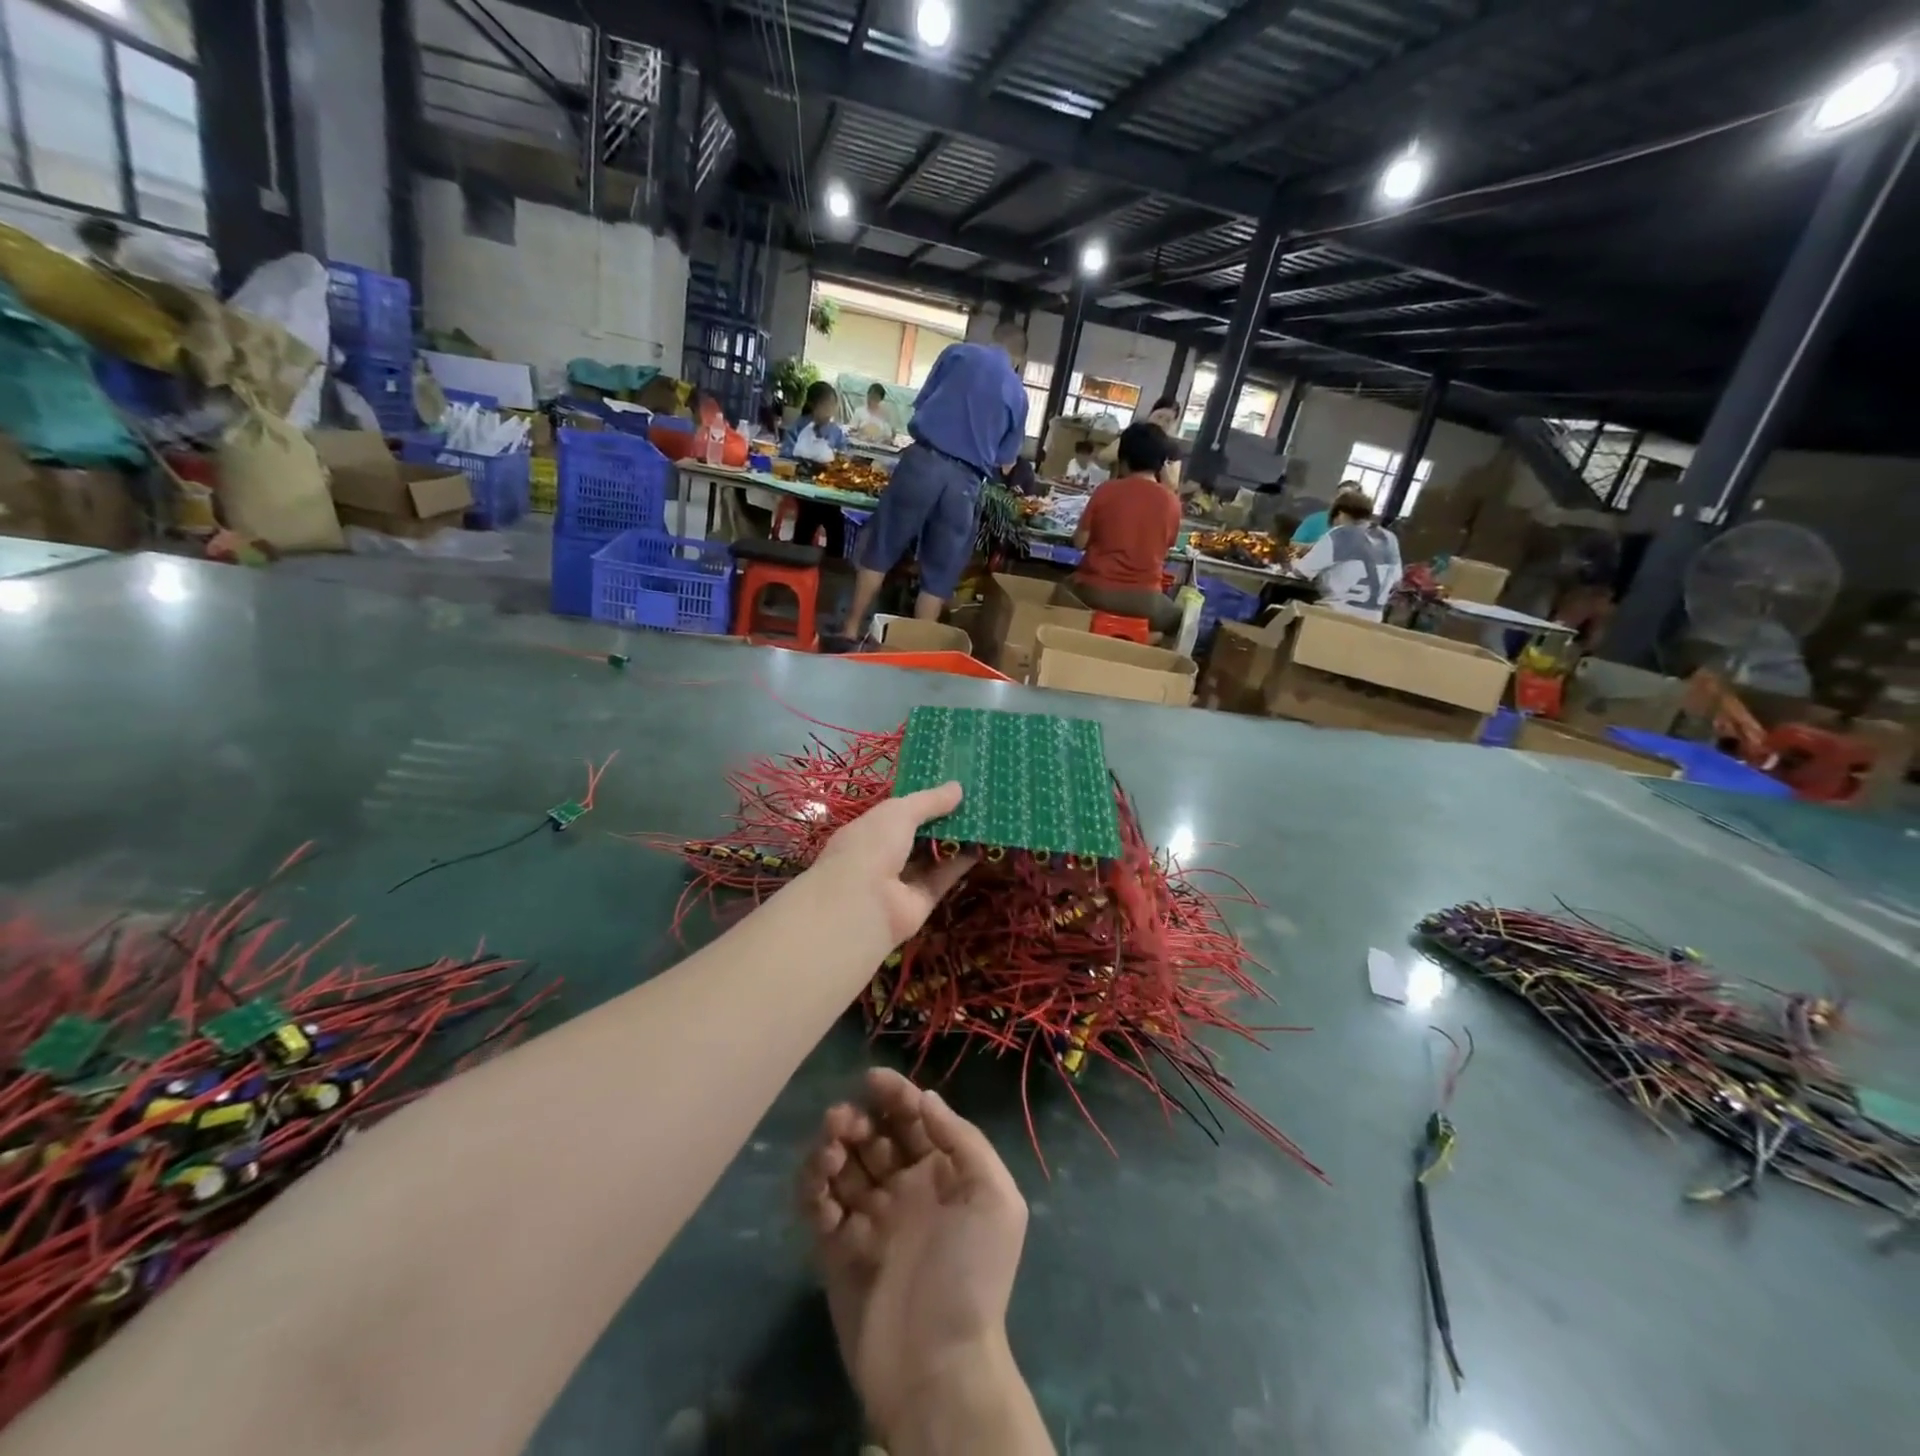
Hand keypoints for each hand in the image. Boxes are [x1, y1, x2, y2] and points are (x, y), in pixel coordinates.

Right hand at [800, 1069, 1030, 1446]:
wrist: (938, 1368)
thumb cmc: (972, 1274)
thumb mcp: (994, 1198)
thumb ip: (963, 1140)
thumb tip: (926, 1098)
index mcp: (942, 1174)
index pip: (915, 1121)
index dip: (897, 1095)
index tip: (874, 1079)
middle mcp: (905, 1190)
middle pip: (875, 1138)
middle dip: (858, 1119)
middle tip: (843, 1118)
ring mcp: (870, 1219)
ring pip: (844, 1166)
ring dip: (831, 1148)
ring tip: (829, 1150)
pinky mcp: (837, 1250)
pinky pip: (819, 1207)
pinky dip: (813, 1189)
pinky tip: (819, 1185)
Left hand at [809, 783, 975, 948]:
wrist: (862, 903)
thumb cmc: (872, 845)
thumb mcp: (899, 812)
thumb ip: (929, 801)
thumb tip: (958, 787)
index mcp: (867, 830)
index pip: (895, 813)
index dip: (920, 801)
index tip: (947, 788)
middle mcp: (881, 855)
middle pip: (916, 835)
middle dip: (940, 820)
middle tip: (971, 802)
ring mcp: (900, 881)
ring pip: (931, 858)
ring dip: (953, 842)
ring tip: (981, 821)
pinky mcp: (920, 902)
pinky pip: (942, 879)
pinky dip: (960, 864)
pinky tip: (980, 847)